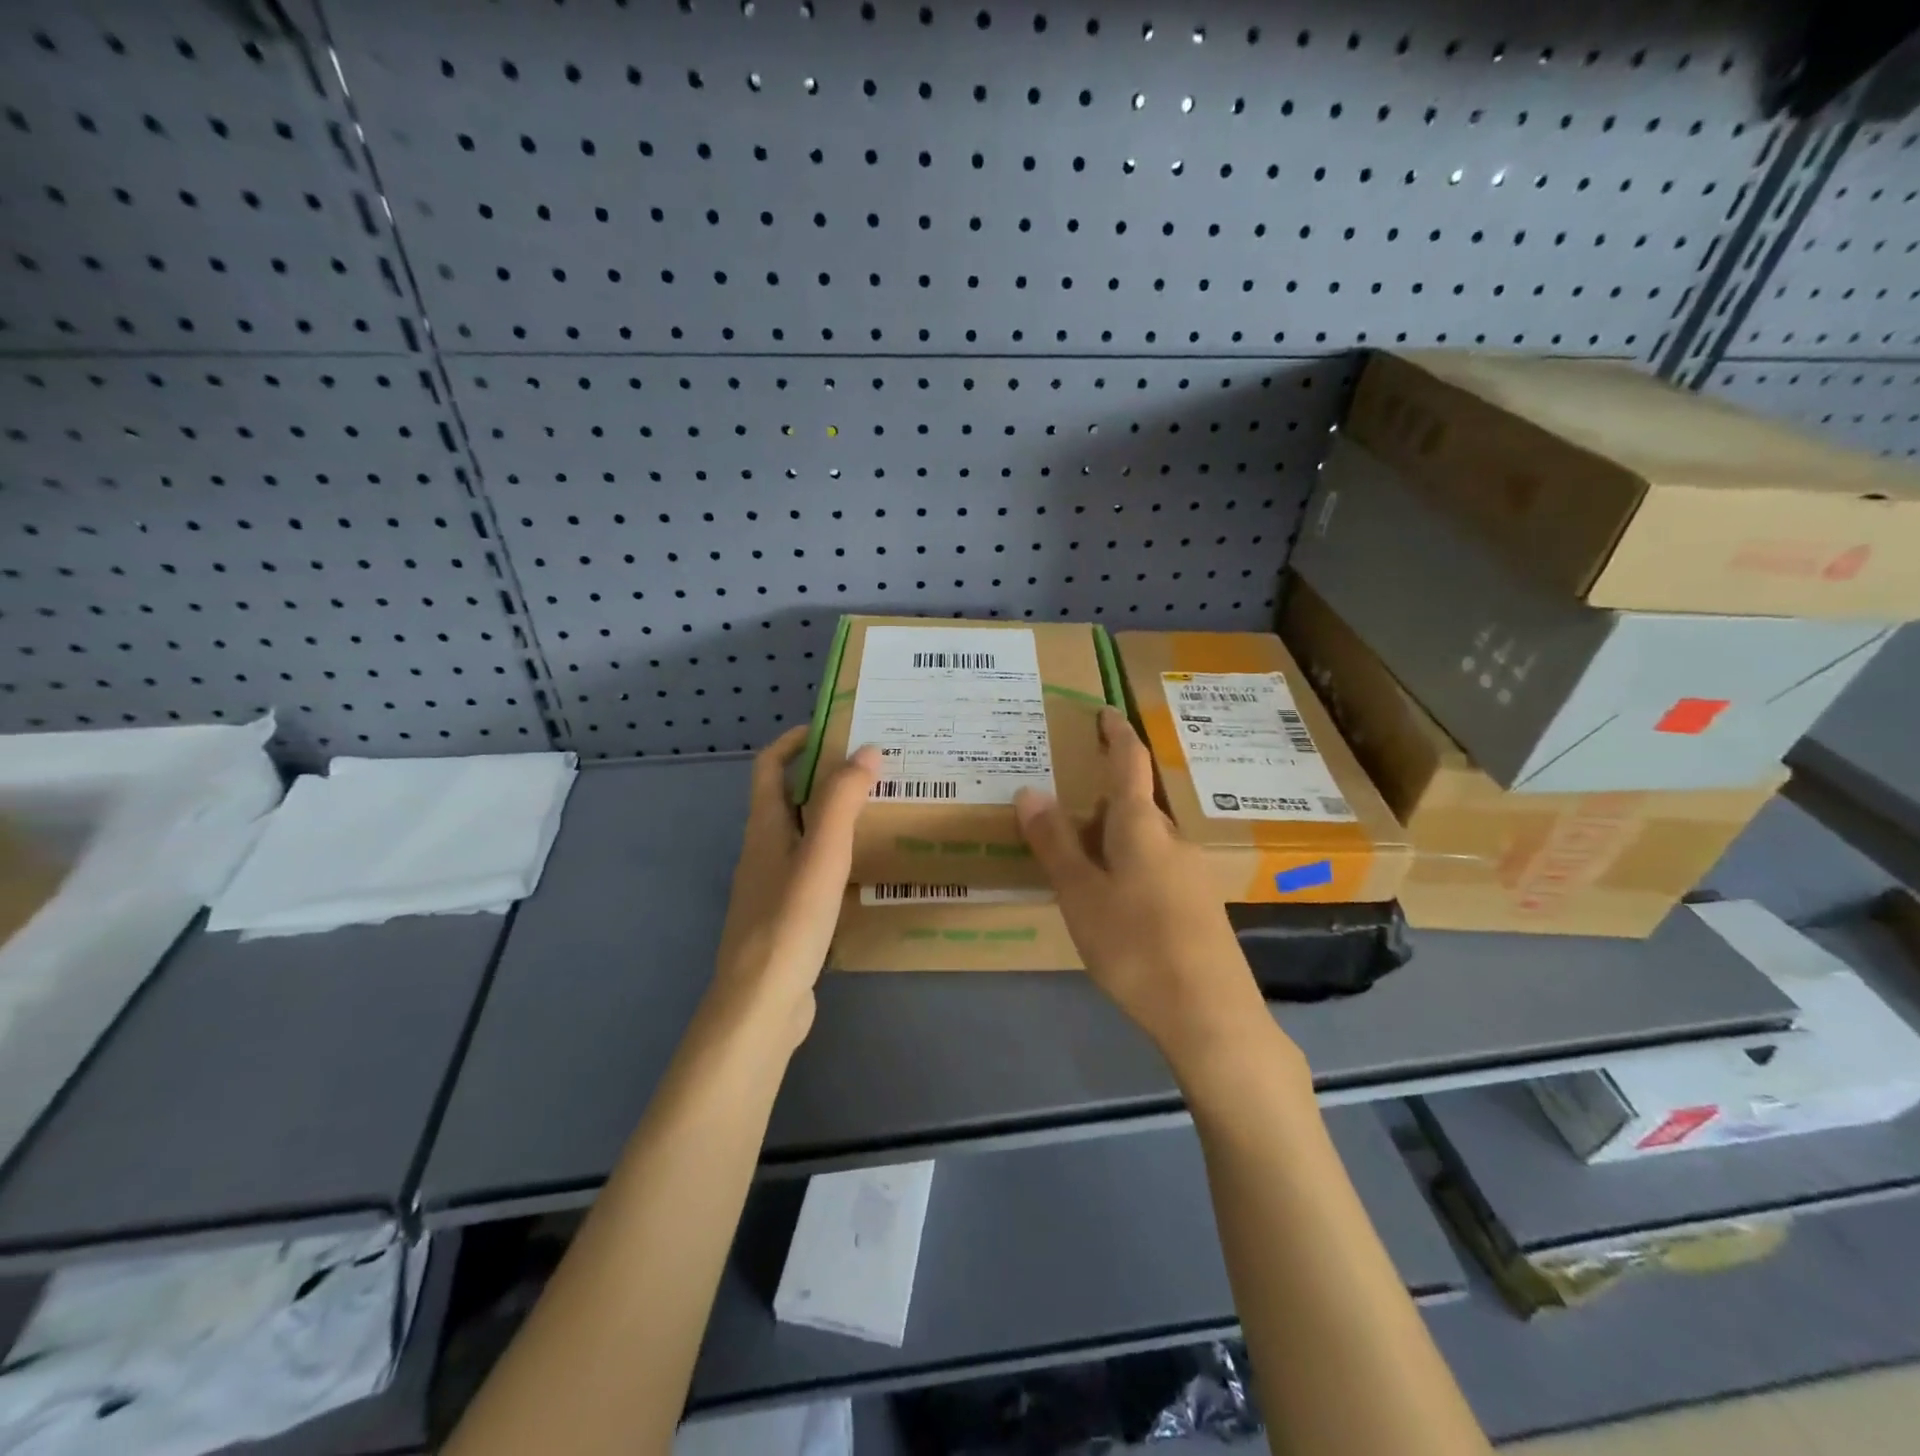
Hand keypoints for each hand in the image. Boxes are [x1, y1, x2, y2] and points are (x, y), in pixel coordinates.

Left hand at [711, 727, 879, 1047]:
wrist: (761, 1004)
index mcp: (764, 829)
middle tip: (871, 770)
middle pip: (787, 799)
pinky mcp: (785, 917)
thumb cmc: (790, 921)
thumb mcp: (822, 854)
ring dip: (832, 817)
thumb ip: (842, 801)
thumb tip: (866, 750)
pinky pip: (810, 870)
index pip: (769, 767)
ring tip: (877, 812)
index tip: (832, 729)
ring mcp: (771, 887)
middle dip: (823, 778)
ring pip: (801, 836)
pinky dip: (834, 856)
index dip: (794, 742)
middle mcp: (762, 851)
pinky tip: (864, 869)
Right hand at [1015, 708, 1280, 1068]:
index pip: (1130, 762)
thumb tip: (1029, 790)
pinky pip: (1155, 866)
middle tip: (1060, 809)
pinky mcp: (1198, 905)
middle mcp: (1172, 839)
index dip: (1116, 733)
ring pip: (1144, 840)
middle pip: (1134, 805)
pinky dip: (1127, 865)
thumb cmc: (1136, 945)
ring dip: (1111, 838)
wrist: (1209, 1014)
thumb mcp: (1080, 895)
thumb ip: (1054, 843)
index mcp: (1142, 826)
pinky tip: (1110, 900)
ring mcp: (1191, 872)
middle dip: (1101, 801)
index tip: (1105, 711)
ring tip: (1075, 858)